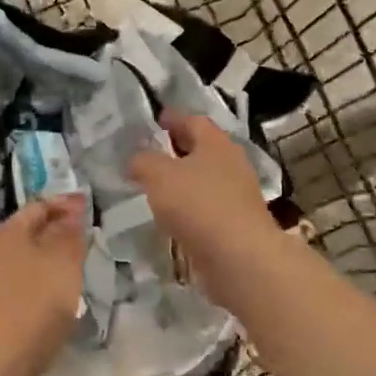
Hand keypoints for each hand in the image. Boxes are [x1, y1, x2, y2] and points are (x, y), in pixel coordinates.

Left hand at [0, 194, 87, 375]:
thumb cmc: (35, 303)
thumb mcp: (63, 263)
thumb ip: (69, 233)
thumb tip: (72, 209)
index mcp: (7, 232)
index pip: (38, 205)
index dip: (63, 203)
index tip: (87, 206)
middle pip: (26, 230)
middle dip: (54, 228)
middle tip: (83, 234)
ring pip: (21, 255)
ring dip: (45, 254)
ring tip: (72, 262)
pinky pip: (16, 278)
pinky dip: (36, 275)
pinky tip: (52, 289)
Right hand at [127, 111, 283, 297]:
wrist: (239, 257)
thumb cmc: (199, 205)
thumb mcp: (159, 176)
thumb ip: (143, 162)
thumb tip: (135, 160)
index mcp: (216, 143)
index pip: (193, 121)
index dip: (173, 118)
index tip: (156, 119)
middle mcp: (231, 164)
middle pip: (202, 150)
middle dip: (177, 149)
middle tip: (151, 153)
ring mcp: (236, 196)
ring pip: (204, 180)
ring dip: (182, 181)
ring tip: (155, 187)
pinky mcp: (234, 224)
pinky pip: (206, 208)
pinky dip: (189, 208)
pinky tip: (171, 217)